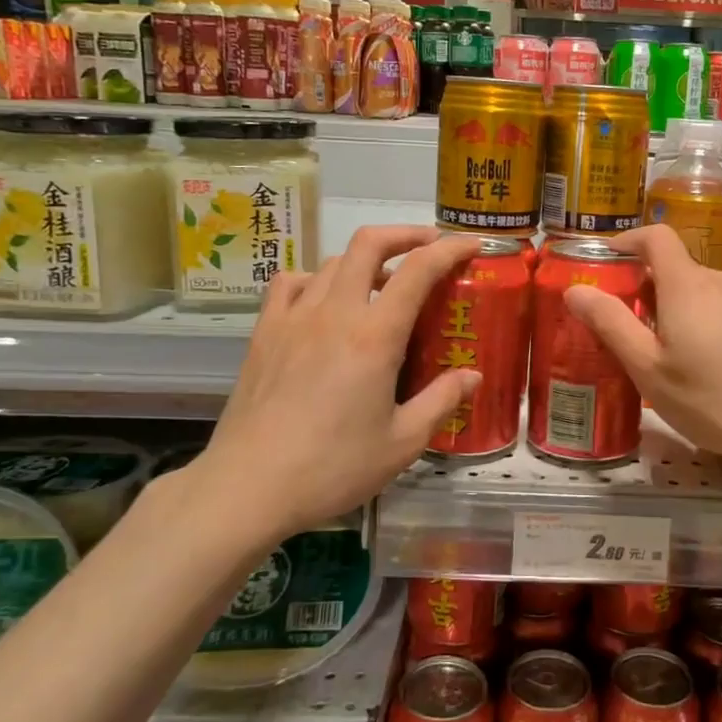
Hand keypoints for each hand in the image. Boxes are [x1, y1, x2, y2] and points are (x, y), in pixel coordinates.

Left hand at [200, 226, 484, 533]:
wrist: (248, 487)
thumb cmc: (332, 468)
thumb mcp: (402, 443)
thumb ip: (441, 401)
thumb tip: (473, 376)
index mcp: (374, 337)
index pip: (418, 271)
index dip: (449, 250)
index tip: (471, 245)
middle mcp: (334, 313)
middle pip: (368, 245)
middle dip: (405, 234)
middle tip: (429, 246)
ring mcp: (293, 318)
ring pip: (332, 262)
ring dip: (365, 260)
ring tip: (383, 284)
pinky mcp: (264, 333)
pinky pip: (291, 283)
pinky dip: (316, 278)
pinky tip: (324, 301)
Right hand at [561, 225, 721, 466]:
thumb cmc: (716, 398)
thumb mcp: (650, 369)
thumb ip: (611, 324)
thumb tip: (576, 289)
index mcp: (687, 285)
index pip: (656, 237)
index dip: (628, 240)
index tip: (606, 262)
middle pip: (678, 270)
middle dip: (648, 290)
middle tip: (630, 331)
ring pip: (704, 293)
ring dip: (680, 311)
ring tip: (671, 357)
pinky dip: (708, 324)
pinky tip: (713, 369)